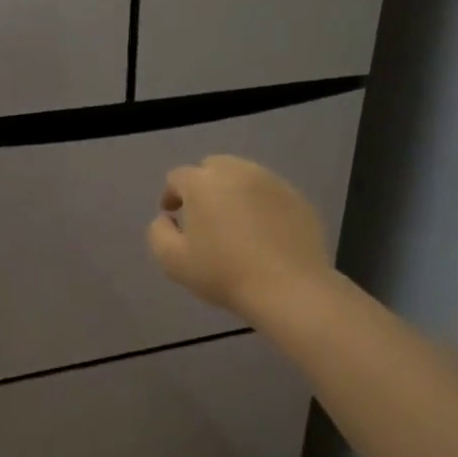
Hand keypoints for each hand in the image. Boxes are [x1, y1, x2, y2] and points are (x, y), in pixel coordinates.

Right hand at [147, 156, 333, 321]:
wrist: (288, 289)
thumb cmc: (223, 274)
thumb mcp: (172, 260)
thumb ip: (158, 232)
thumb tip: (166, 219)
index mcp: (203, 183)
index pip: (178, 177)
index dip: (171, 195)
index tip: (173, 216)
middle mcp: (238, 172)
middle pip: (213, 167)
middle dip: (202, 185)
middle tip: (203, 215)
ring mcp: (272, 182)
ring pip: (244, 176)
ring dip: (232, 192)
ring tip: (234, 222)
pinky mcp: (298, 198)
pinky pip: (269, 193)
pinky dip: (260, 204)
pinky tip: (262, 232)